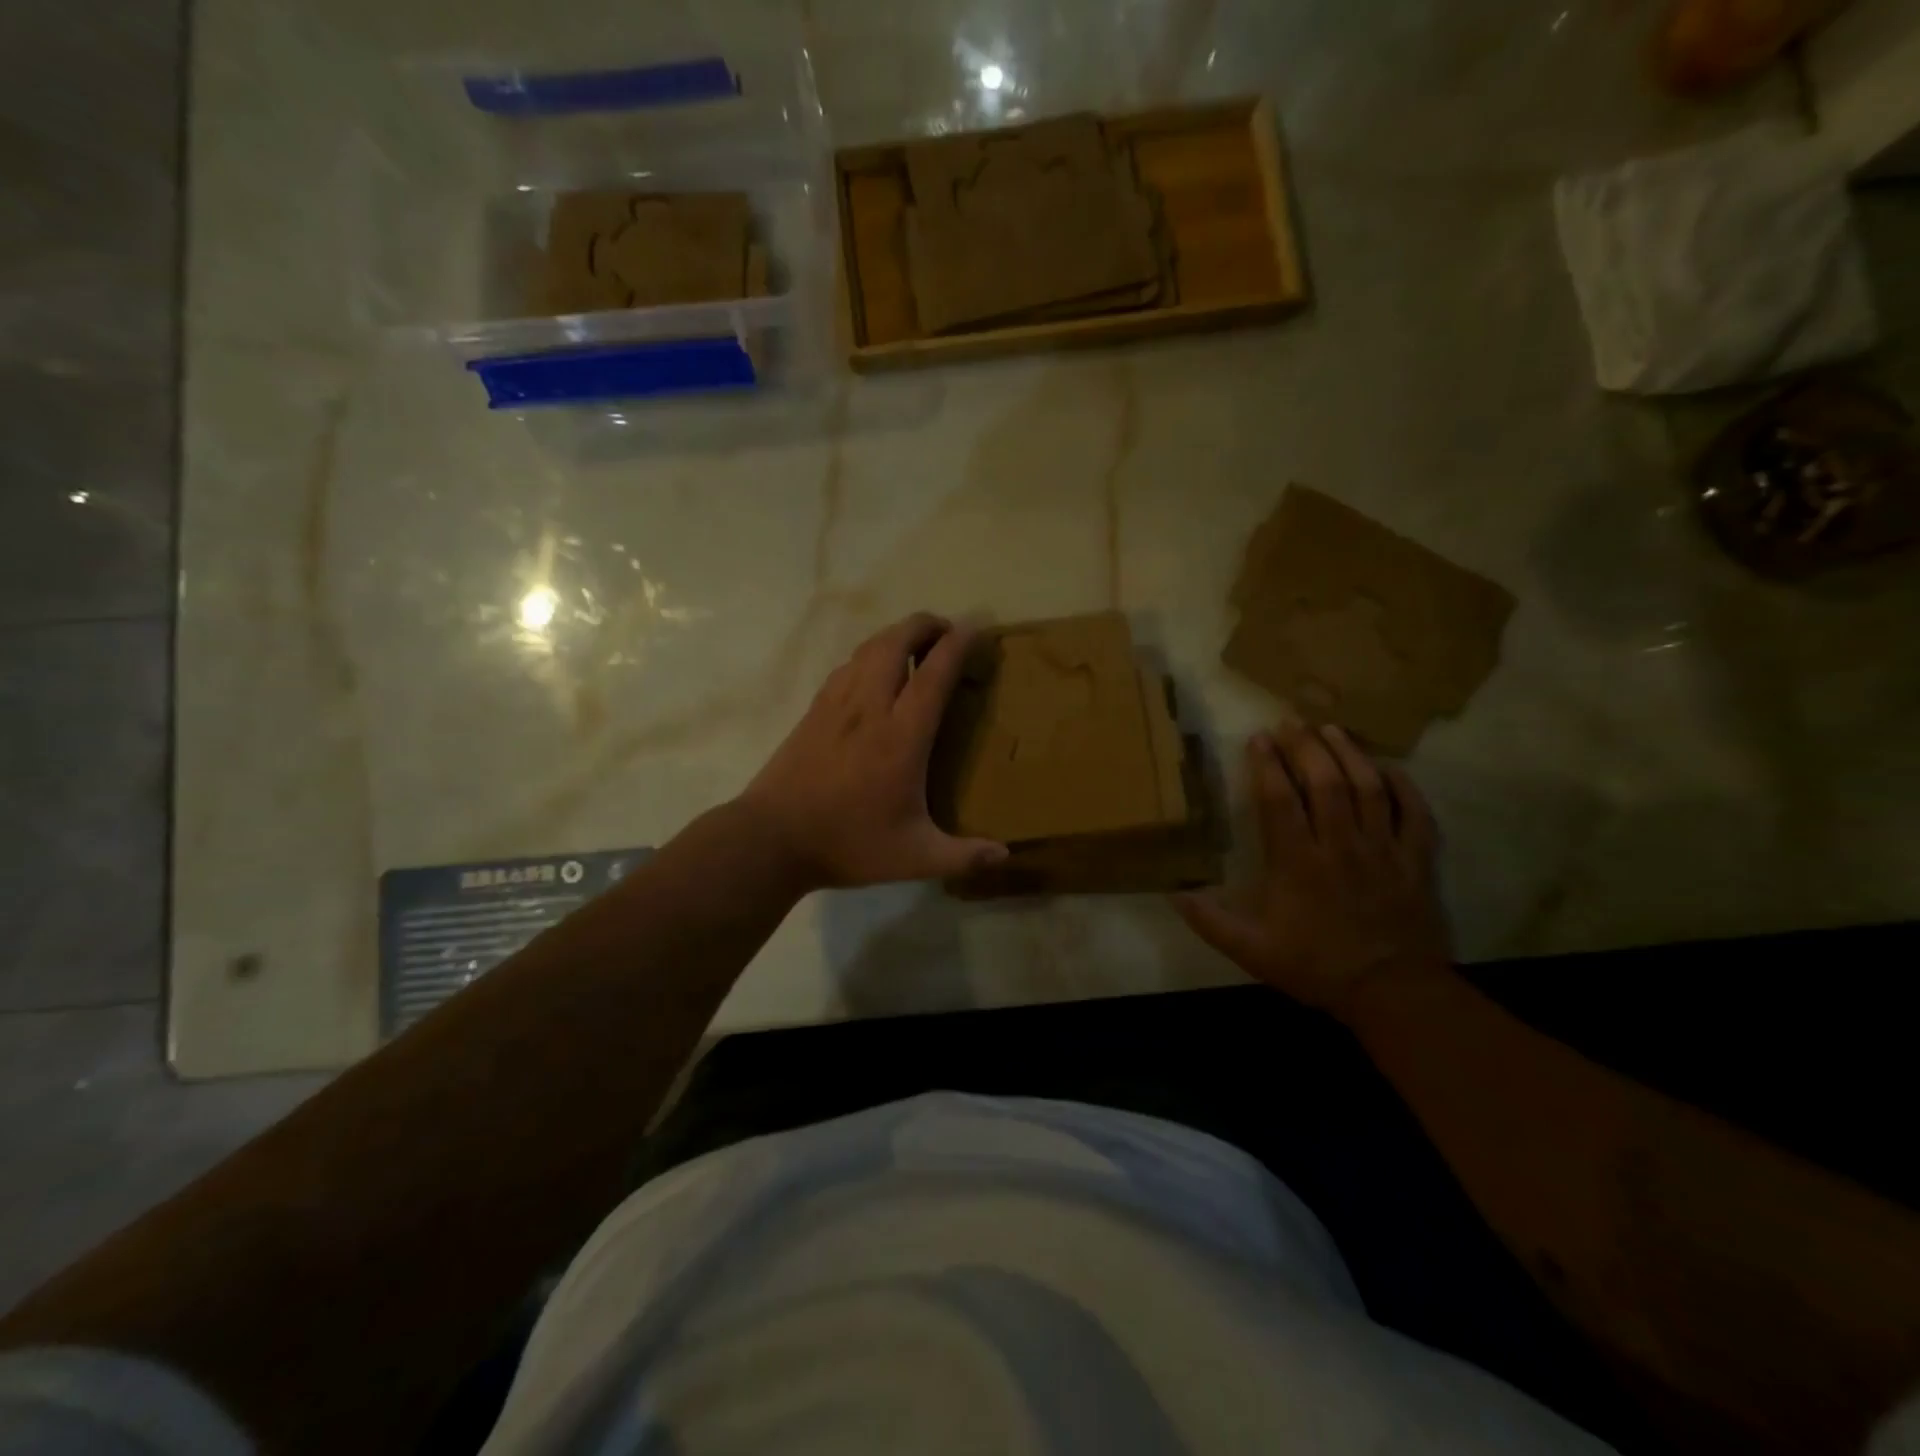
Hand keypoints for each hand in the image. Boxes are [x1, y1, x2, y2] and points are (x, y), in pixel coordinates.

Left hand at [740, 613, 1008, 889]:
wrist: (772, 840)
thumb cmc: (848, 844)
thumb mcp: (913, 858)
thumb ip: (963, 856)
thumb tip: (1005, 856)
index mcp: (901, 737)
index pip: (934, 674)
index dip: (957, 644)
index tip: (975, 627)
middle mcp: (869, 708)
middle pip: (896, 642)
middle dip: (924, 625)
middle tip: (946, 632)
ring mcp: (836, 705)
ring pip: (868, 649)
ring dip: (896, 636)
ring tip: (916, 645)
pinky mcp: (814, 711)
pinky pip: (846, 666)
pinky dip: (869, 655)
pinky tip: (873, 672)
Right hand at [1174, 724, 1450, 1019]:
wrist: (1391, 993)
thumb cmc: (1315, 966)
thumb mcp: (1251, 950)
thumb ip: (1210, 921)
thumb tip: (1172, 892)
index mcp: (1297, 862)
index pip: (1280, 799)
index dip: (1267, 764)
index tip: (1258, 738)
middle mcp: (1340, 845)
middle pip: (1325, 782)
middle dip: (1306, 746)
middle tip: (1292, 723)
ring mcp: (1382, 849)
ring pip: (1368, 788)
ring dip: (1349, 754)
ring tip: (1332, 729)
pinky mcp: (1416, 860)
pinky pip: (1414, 814)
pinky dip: (1404, 787)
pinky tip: (1388, 769)